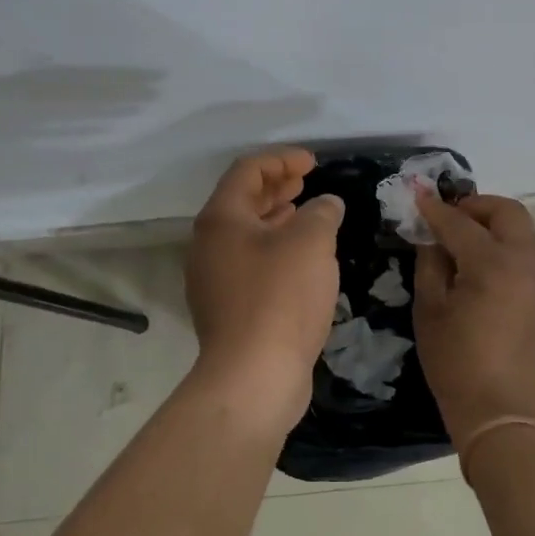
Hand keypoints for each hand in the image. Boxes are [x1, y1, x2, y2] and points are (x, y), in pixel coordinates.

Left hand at [184, 149, 344, 416]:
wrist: (254, 376)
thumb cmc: (280, 297)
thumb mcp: (311, 243)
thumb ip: (321, 213)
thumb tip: (326, 204)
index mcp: (220, 219)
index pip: (247, 171)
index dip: (282, 159)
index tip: (313, 162)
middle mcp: (208, 244)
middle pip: (242, 201)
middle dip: (276, 186)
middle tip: (306, 180)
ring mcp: (213, 279)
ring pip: (246, 235)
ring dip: (275, 218)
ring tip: (305, 212)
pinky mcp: (227, 309)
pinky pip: (250, 263)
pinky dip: (274, 249)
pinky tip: (300, 259)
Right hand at [413, 191, 534, 437]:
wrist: (502, 415)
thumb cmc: (456, 364)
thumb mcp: (430, 311)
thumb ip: (430, 263)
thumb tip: (431, 236)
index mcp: (493, 264)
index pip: (460, 223)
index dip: (435, 208)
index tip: (417, 195)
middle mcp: (527, 263)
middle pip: (507, 212)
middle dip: (476, 205)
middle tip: (449, 216)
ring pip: (523, 232)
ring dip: (494, 225)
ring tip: (464, 242)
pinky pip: (529, 257)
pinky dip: (506, 248)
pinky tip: (483, 269)